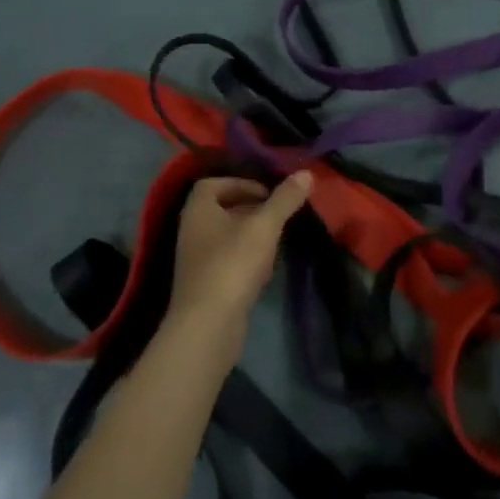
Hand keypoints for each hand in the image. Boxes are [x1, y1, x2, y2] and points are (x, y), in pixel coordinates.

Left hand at [168, 171, 313, 342]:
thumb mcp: (264, 226)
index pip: (212, 184)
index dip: (240, 183)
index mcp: (198, 210)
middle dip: (251, 209)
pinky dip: (247, 260)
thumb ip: (284, 199)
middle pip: (221, 210)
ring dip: (251, 235)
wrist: (208, 326)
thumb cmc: (232, 265)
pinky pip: (228, 262)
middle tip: (279, 214)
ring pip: (227, 237)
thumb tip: (306, 172)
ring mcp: (197, 261)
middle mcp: (192, 231)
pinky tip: (266, 270)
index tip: (267, 193)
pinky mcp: (206, 286)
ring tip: (277, 240)